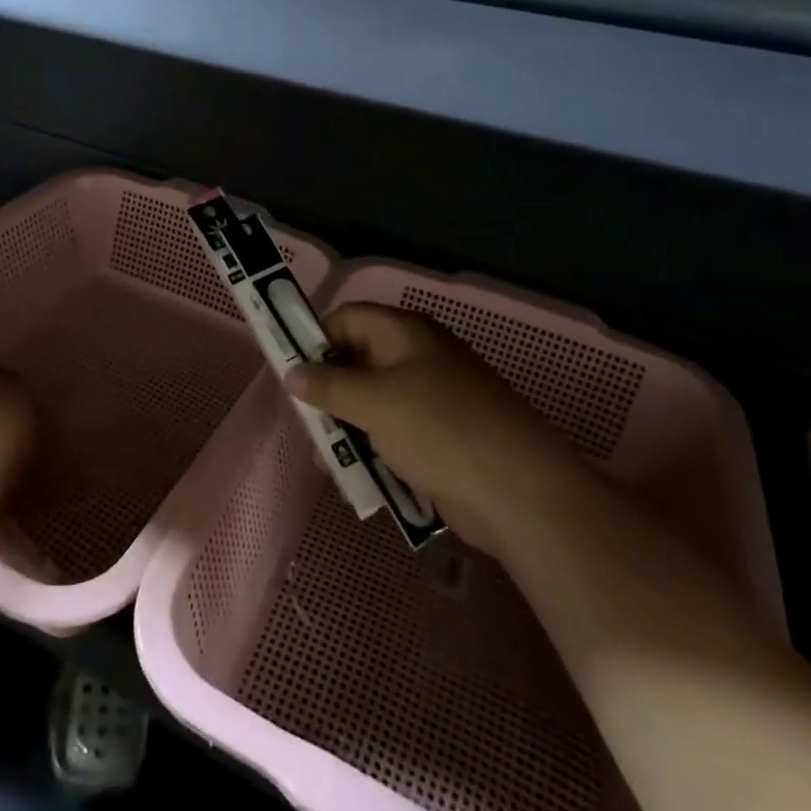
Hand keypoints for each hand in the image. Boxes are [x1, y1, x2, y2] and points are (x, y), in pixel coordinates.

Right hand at [287, 304, 575, 547]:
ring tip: (328, 459)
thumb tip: (292, 372)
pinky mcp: (439, 437)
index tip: (292, 373)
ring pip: (373, 402)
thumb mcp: (374, 402)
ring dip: (347, 427)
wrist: (518, 492)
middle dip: (328, 392)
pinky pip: (393, 434)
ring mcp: (432, 399)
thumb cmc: (439, 429)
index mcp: (406, 334)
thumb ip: (328, 385)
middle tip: (307, 423)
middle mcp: (418, 358)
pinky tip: (357, 477)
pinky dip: (373, 450)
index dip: (317, 339)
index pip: (348, 318)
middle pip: (358, 361)